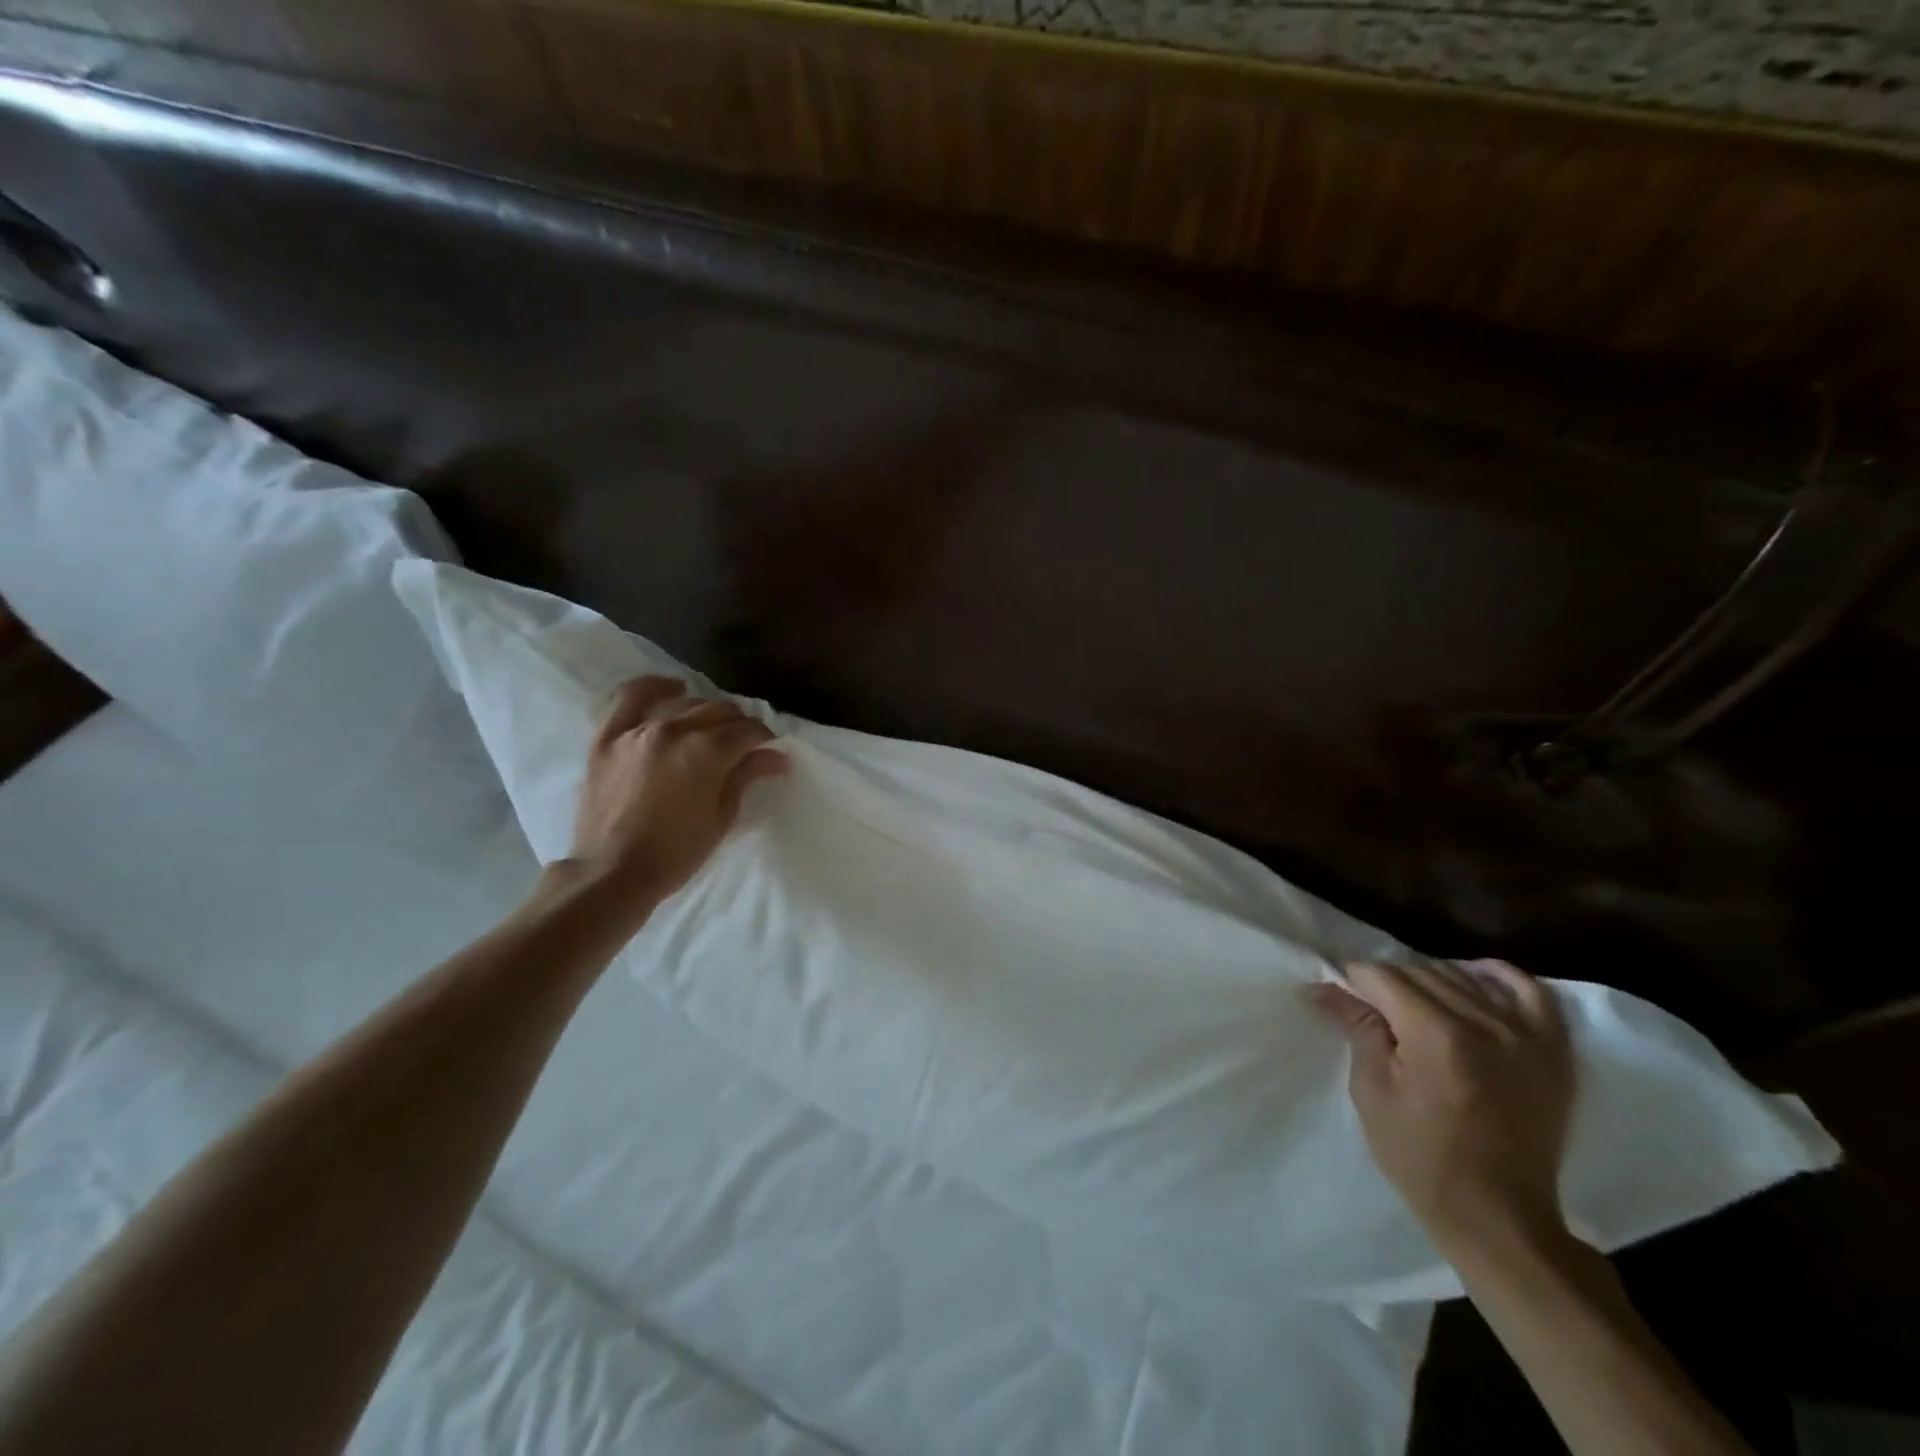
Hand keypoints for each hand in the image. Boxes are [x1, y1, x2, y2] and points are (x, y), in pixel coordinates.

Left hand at [569, 676, 788, 903]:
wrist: (613, 872)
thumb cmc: (676, 852)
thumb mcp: (722, 817)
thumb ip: (746, 777)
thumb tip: (776, 756)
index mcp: (707, 752)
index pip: (748, 730)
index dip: (764, 740)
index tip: (769, 752)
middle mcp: (675, 730)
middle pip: (720, 712)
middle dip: (739, 726)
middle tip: (743, 746)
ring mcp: (638, 730)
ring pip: (685, 704)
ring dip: (705, 712)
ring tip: (710, 729)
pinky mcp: (609, 737)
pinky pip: (630, 697)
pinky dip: (654, 688)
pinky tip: (672, 688)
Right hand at [1308, 959, 1574, 1255]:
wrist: (1499, 1217)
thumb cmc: (1421, 1158)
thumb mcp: (1372, 1092)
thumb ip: (1358, 1029)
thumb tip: (1325, 988)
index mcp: (1435, 1035)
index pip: (1382, 976)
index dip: (1353, 982)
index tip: (1339, 997)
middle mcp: (1484, 1023)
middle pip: (1420, 971)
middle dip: (1387, 983)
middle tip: (1370, 1009)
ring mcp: (1526, 1035)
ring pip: (1463, 976)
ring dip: (1430, 981)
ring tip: (1413, 1007)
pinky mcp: (1553, 1051)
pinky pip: (1530, 991)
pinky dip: (1498, 977)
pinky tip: (1475, 979)